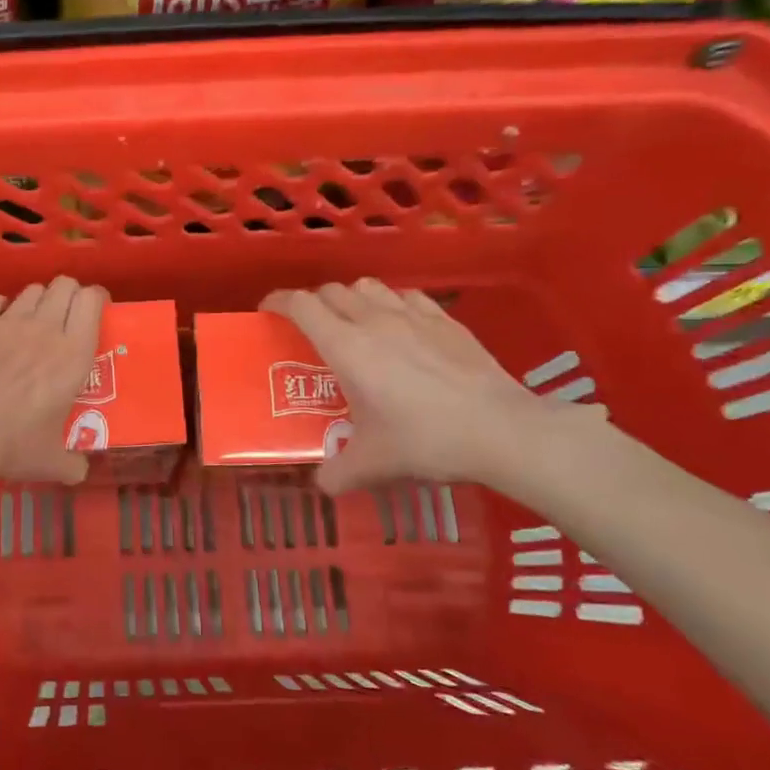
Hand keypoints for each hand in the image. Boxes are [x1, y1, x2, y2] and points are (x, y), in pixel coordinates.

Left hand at [0, 277, 108, 484]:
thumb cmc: (13, 444)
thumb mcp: (52, 462)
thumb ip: (72, 464)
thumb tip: (80, 472)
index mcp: (73, 354)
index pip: (92, 301)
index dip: (95, 299)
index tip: (94, 311)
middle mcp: (45, 328)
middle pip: (63, 285)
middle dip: (67, 294)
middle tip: (63, 316)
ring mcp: (7, 321)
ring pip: (30, 290)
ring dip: (35, 302)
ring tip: (29, 323)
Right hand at [261, 279, 595, 492]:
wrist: (501, 430)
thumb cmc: (426, 440)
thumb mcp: (372, 465)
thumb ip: (337, 473)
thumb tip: (322, 484)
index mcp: (347, 347)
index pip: (301, 305)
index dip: (278, 301)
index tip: (268, 310)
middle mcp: (375, 321)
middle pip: (331, 291)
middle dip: (313, 304)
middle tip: (310, 329)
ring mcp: (414, 316)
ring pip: (369, 286)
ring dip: (351, 298)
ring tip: (354, 324)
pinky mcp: (447, 321)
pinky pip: (407, 296)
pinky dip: (392, 304)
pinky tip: (401, 328)